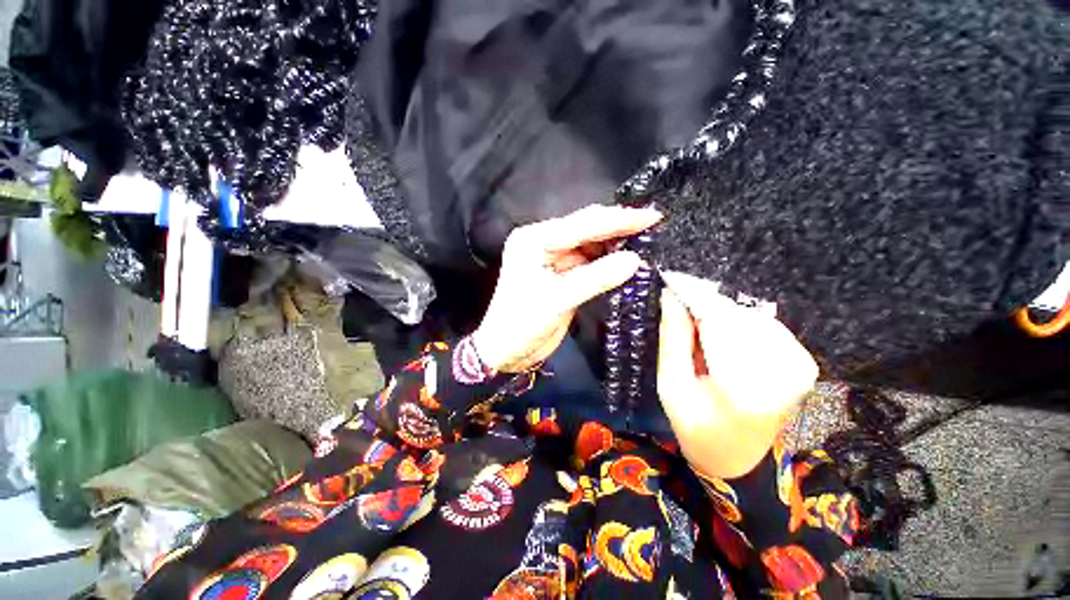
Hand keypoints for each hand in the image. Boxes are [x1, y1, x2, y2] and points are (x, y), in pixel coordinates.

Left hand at [473, 205, 662, 372]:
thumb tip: (634, 260)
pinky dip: (607, 262)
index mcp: (534, 240)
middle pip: (585, 229)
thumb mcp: (557, 300)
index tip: (651, 216)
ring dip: (614, 244)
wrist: (507, 351)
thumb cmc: (522, 324)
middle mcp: (542, 242)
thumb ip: (596, 278)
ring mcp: (553, 258)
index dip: (617, 220)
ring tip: (646, 241)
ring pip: (590, 244)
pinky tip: (626, 260)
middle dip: (617, 228)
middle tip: (652, 225)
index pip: (581, 225)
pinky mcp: (562, 274)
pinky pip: (589, 262)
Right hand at [658, 271, 817, 478]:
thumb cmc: (696, 427)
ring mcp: (800, 366)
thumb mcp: (671, 385)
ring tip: (696, 329)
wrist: (737, 458)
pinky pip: (761, 323)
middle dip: (702, 303)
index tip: (671, 278)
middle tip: (677, 302)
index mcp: (745, 388)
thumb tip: (672, 295)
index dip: (694, 295)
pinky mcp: (803, 361)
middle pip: (735, 314)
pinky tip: (719, 336)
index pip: (719, 322)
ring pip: (747, 315)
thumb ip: (674, 338)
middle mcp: (783, 373)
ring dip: (717, 313)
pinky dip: (735, 322)